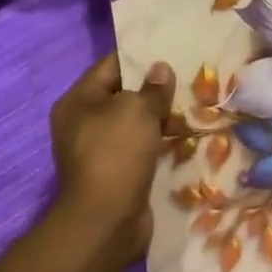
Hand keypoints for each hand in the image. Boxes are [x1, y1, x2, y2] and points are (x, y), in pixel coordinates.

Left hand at [49, 55, 175, 261]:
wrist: (106, 221)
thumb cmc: (116, 153)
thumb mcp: (137, 110)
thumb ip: (153, 88)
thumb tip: (161, 69)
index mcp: (78, 101)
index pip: (111, 65)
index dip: (140, 57)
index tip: (171, 51)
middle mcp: (82, 123)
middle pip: (123, 94)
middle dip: (154, 89)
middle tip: (188, 78)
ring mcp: (98, 150)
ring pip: (134, 123)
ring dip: (160, 117)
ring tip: (192, 105)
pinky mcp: (115, 172)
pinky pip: (140, 147)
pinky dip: (158, 141)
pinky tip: (184, 135)